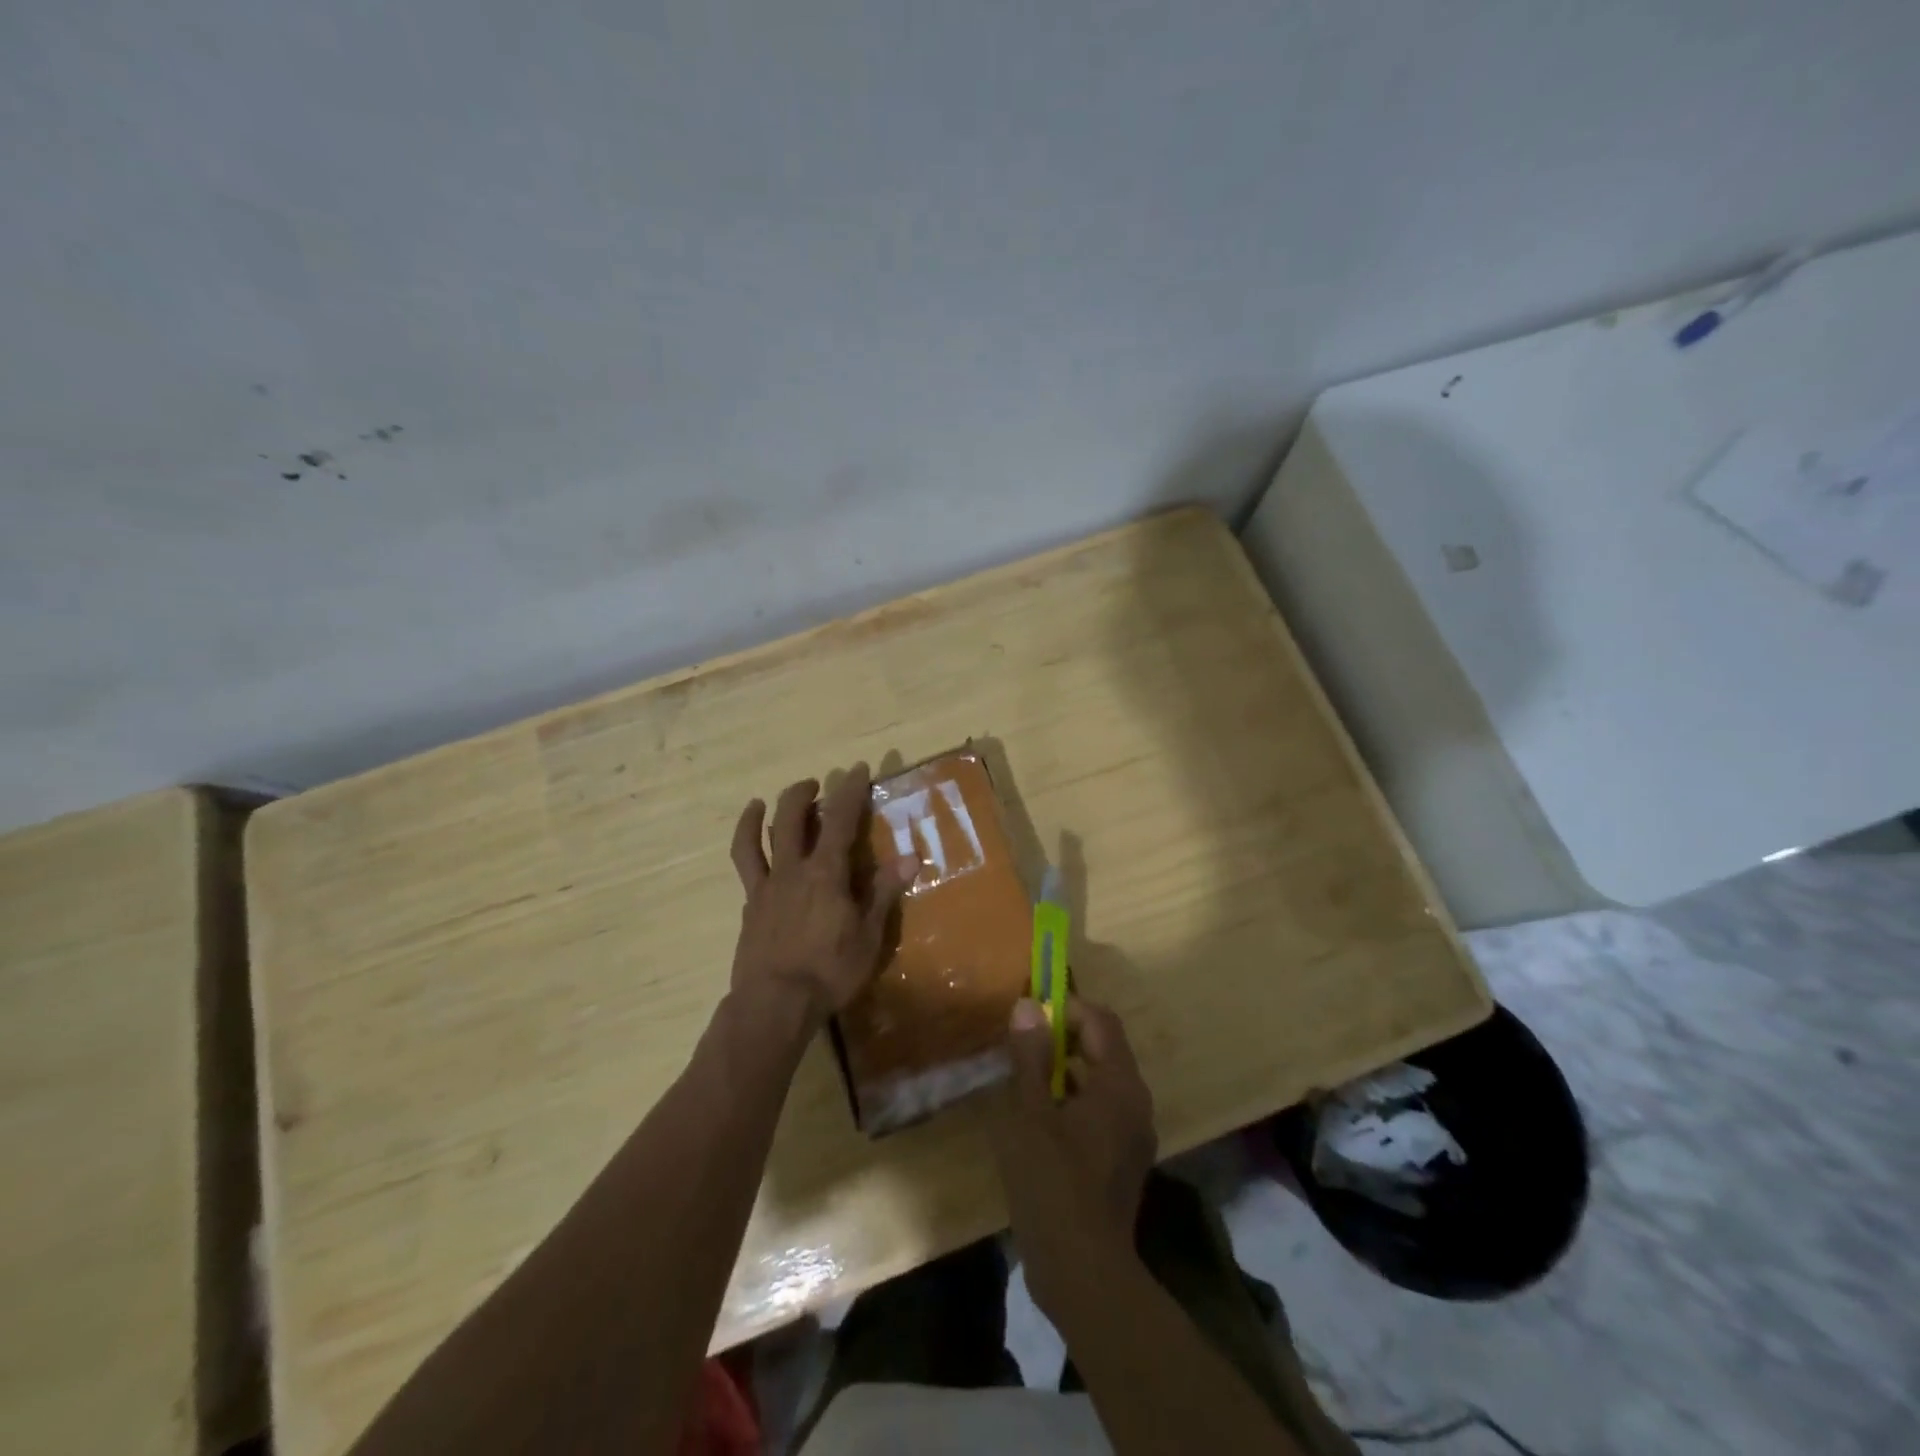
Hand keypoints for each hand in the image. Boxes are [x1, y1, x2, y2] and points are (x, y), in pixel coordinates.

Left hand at [728, 764, 915, 1027]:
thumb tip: (909, 857)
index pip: (840, 818)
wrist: (774, 1003)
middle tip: (817, 785)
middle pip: (792, 816)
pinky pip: (744, 867)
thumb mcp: (868, 936)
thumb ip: (883, 892)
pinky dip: (746, 846)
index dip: (850, 790)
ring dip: (761, 814)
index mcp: (826, 872)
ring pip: (759, 837)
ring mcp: (766, 885)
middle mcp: (793, 869)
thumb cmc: (829, 971)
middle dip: (804, 793)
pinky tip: (751, 846)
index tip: (857, 768)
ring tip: (761, 802)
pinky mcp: (750, 905)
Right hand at [991, 996, 1157, 1316]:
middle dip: (1064, 1036)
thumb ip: (1030, 1056)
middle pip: (1104, 1048)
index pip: (1101, 1021)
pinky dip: (1074, 1098)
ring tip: (1025, 1075)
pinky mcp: (1123, 1159)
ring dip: (1066, 1068)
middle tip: (1022, 1042)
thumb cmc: (1052, 1183)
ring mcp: (1134, 1134)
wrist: (1083, 1273)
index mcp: (1120, 1085)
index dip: (1067, 1008)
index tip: (1030, 1014)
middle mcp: (1136, 1102)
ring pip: (1102, 1080)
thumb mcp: (1030, 1113)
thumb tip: (1028, 1006)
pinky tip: (1040, 1116)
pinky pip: (1102, 1109)